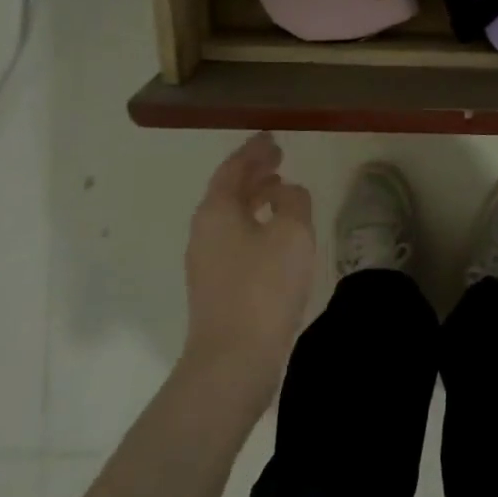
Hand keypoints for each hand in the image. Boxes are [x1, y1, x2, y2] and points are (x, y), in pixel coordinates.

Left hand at [182, 132, 315, 404]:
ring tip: (280, 190)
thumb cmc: (264, 287)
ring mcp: (206, 260)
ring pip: (231, 216)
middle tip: (278, 158)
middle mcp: (204, 230)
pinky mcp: (216, 286)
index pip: (234, 168)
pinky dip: (254, 224)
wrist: (233, 359)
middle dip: (253, 172)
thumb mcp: (292, 233)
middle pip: (228, 191)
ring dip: (254, 198)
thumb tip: (286, 192)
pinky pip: (235, 238)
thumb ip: (293, 201)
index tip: (271, 137)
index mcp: (217, 210)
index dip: (254, 150)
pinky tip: (275, 236)